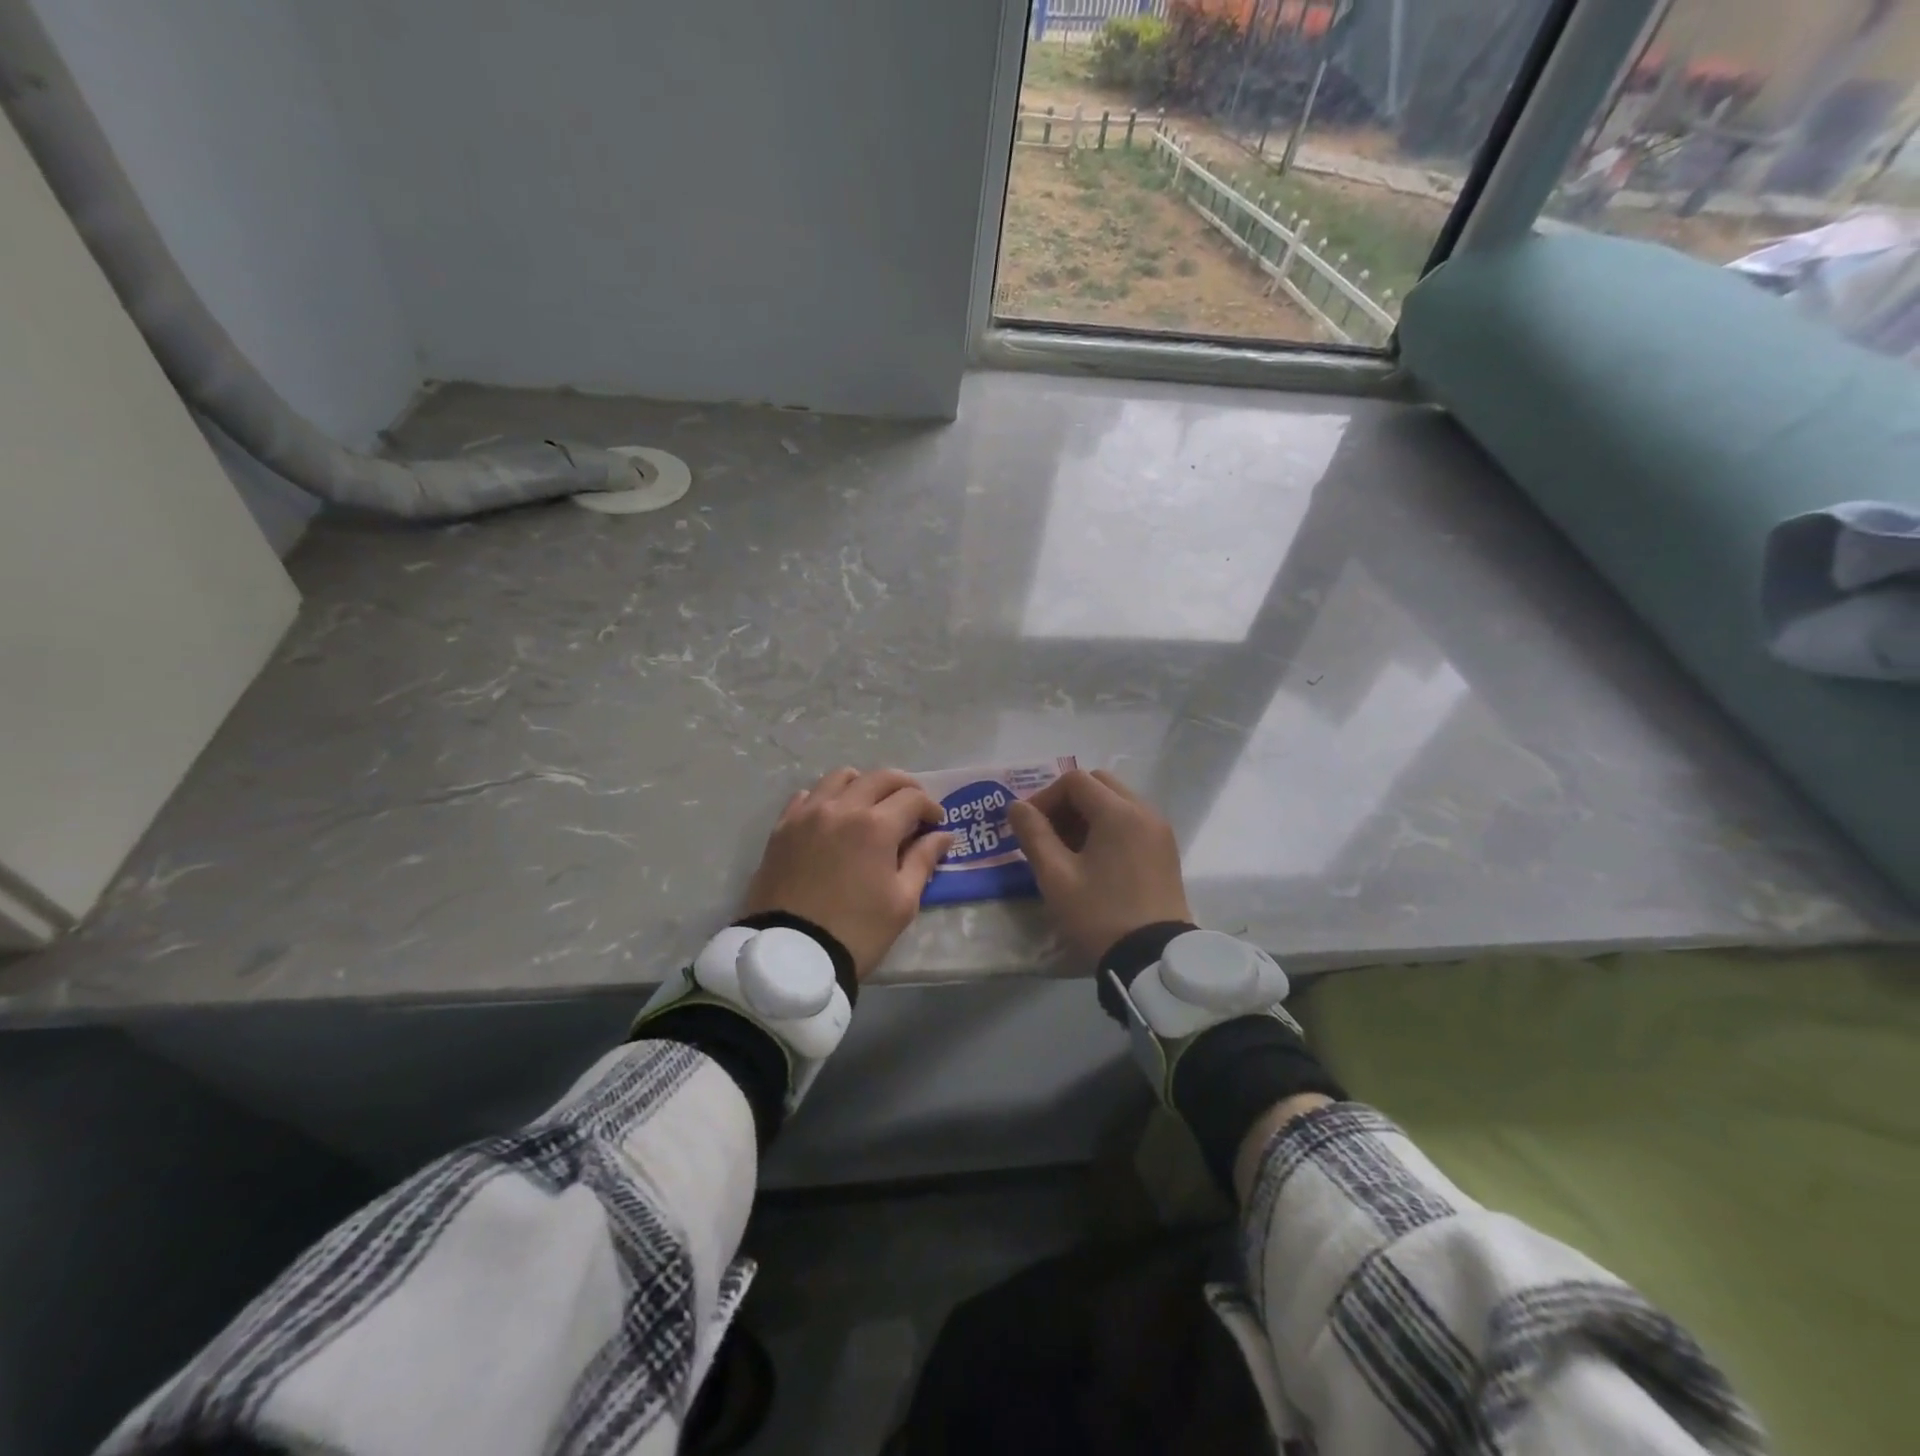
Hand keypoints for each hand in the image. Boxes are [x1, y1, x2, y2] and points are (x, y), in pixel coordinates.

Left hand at [741, 767, 950, 980]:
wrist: (791, 955)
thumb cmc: (857, 931)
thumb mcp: (902, 901)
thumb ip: (923, 860)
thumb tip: (942, 835)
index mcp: (876, 826)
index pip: (912, 798)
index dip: (930, 807)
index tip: (936, 823)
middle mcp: (842, 808)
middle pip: (879, 777)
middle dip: (903, 787)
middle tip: (913, 807)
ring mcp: (808, 814)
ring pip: (840, 777)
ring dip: (864, 784)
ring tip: (871, 806)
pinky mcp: (783, 827)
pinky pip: (808, 796)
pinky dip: (827, 798)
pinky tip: (833, 817)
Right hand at [1007, 769, 1192, 969]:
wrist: (1153, 960)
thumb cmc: (1099, 915)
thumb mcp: (1056, 876)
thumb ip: (1033, 834)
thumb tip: (1016, 806)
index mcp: (1119, 812)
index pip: (1075, 781)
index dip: (1045, 797)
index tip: (1029, 827)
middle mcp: (1145, 811)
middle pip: (1099, 784)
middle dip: (1067, 802)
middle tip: (1047, 834)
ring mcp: (1160, 831)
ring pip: (1117, 802)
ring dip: (1087, 815)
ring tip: (1067, 851)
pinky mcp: (1166, 851)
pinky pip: (1132, 822)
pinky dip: (1108, 828)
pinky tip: (1093, 861)